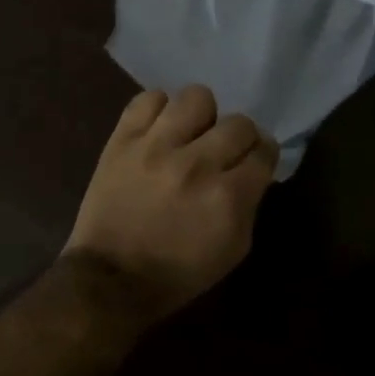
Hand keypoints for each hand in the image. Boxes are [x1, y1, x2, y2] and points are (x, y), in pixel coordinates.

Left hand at [63, 86, 278, 321]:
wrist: (110, 277)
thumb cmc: (178, 273)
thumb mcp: (233, 249)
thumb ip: (249, 203)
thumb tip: (253, 168)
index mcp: (227, 197)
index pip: (264, 151)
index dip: (263, 154)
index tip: (255, 159)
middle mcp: (196, 164)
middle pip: (238, 123)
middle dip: (239, 137)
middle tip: (225, 151)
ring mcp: (156, 146)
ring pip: (197, 98)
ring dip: (201, 116)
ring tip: (191, 133)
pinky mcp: (123, 139)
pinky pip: (149, 99)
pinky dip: (158, 110)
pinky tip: (159, 129)